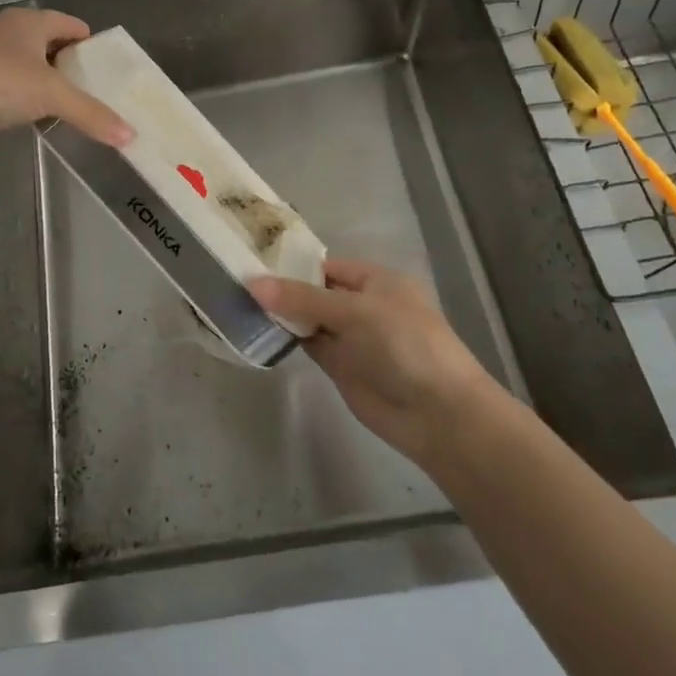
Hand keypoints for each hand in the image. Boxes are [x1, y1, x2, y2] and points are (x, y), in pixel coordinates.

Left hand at [0, 8, 133, 154]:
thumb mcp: (51, 96)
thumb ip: (92, 114)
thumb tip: (131, 136)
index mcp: (29, 21)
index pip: (70, 24)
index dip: (91, 43)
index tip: (109, 69)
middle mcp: (7, 31)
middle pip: (49, 43)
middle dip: (71, 65)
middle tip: (95, 91)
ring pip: (27, 65)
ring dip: (46, 82)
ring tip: (68, 106)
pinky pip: (9, 84)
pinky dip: (24, 96)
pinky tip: (32, 115)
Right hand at [251, 261, 495, 469]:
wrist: (438, 414)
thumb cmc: (404, 344)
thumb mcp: (355, 311)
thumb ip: (303, 299)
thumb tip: (252, 283)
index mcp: (376, 281)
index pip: (326, 266)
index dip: (293, 265)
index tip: (253, 261)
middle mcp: (362, 305)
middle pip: (315, 291)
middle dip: (283, 288)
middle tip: (236, 279)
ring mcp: (351, 337)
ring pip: (309, 318)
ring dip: (282, 313)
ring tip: (238, 300)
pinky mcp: (341, 367)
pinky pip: (310, 344)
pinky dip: (288, 337)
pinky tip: (260, 329)